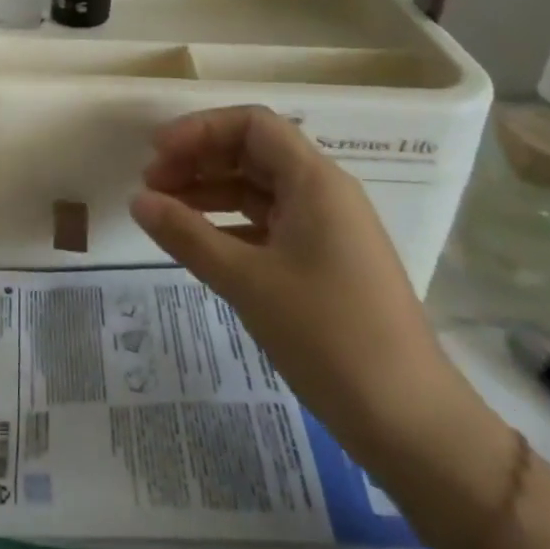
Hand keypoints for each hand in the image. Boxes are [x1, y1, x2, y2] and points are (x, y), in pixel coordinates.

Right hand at [130, 106, 469, 462]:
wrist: (411, 424)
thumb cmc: (328, 337)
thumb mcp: (246, 281)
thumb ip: (186, 234)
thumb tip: (137, 200)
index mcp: (315, 182)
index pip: (252, 125)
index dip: (200, 129)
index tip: (157, 153)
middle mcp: (324, 194)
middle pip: (253, 152)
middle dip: (199, 160)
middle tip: (152, 185)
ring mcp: (328, 229)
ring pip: (259, 188)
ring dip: (210, 191)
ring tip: (164, 211)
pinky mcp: (325, 262)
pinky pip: (269, 223)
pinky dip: (230, 223)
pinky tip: (199, 243)